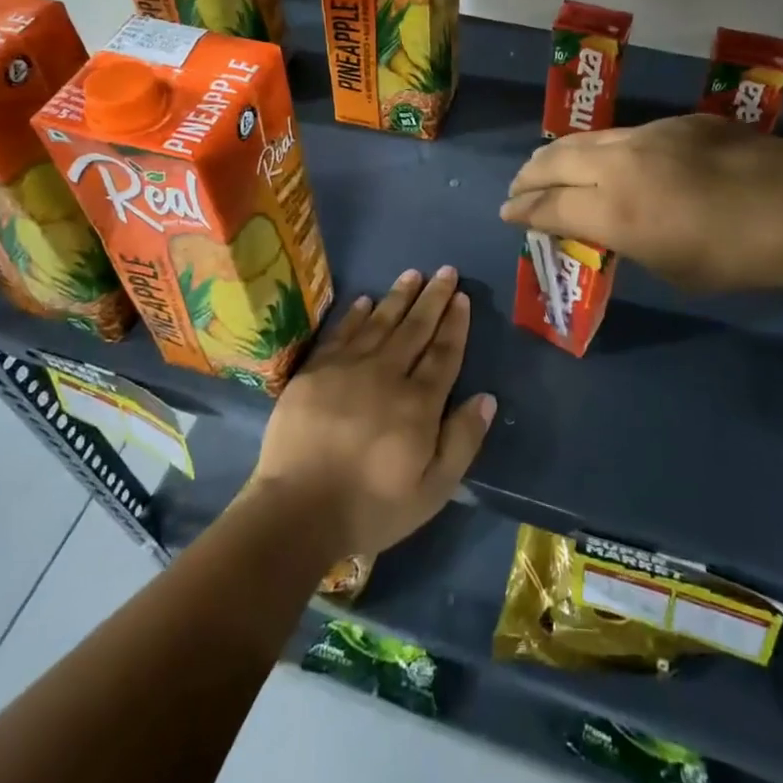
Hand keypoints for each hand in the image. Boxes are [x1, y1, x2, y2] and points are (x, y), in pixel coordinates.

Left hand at [249, 267, 495, 559]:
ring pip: (379, 323)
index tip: (462, 297)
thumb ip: (462, 440)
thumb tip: (486, 397)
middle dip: (433, 298)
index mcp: (418, 404)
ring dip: (398, 297)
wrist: (296, 512)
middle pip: (415, 329)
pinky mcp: (314, 372)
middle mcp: (386, 375)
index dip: (455, 324)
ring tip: (412, 274)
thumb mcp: (433, 489)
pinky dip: (354, 315)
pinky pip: (340, 334)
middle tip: (445, 271)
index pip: (443, 353)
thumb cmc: (371, 506)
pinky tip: (364, 300)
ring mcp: (346, 369)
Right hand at [500, 114, 782, 292]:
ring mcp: (651, 134)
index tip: (506, 213)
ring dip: (561, 154)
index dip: (522, 211)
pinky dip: (605, 148)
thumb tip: (609, 224)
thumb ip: (627, 240)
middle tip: (515, 187)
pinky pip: (627, 133)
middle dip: (529, 175)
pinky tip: (613, 158)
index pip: (550, 206)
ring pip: (589, 139)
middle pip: (556, 161)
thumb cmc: (736, 257)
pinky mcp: (680, 122)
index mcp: (614, 209)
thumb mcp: (669, 266)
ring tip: (548, 163)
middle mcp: (621, 162)